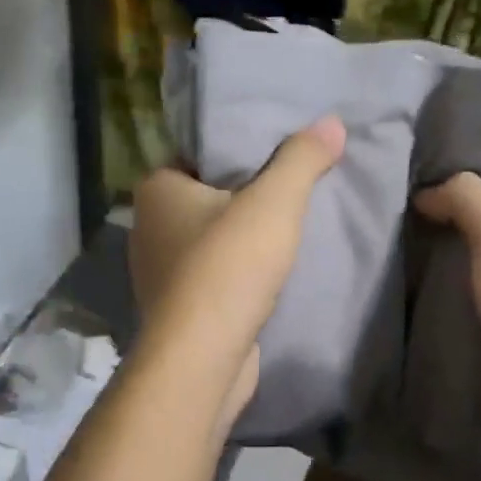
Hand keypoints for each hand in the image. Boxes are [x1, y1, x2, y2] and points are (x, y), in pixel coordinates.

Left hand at [128, 117, 345, 422]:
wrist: (202, 359)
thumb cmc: (228, 267)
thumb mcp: (274, 202)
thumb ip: (302, 159)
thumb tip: (332, 122)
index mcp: (156, 189)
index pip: (199, 155)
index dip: (239, 151)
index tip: (278, 152)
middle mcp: (148, 227)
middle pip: (207, 197)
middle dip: (245, 195)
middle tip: (290, 187)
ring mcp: (159, 272)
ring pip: (209, 239)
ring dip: (241, 238)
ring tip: (286, 228)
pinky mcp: (177, 309)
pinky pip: (211, 275)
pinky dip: (235, 272)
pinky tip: (267, 273)